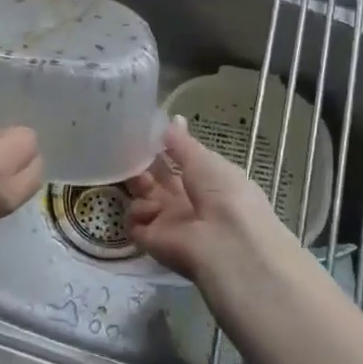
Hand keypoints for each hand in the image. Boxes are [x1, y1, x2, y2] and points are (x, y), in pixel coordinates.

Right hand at [126, 118, 296, 281]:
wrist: (228, 244)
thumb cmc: (224, 193)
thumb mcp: (205, 159)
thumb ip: (182, 142)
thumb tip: (172, 119)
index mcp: (205, 181)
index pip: (178, 162)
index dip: (162, 148)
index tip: (145, 133)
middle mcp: (186, 201)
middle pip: (157, 179)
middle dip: (145, 164)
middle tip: (135, 152)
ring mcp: (168, 222)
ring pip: (142, 197)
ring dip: (139, 184)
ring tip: (144, 181)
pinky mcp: (152, 241)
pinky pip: (134, 222)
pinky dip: (138, 212)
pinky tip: (153, 210)